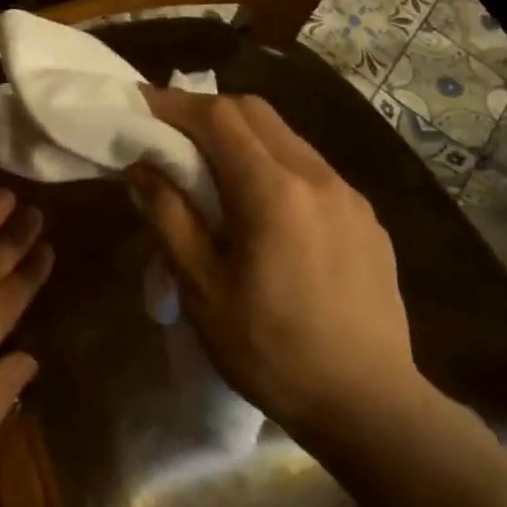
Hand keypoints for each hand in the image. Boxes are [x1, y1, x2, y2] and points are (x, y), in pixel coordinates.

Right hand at [130, 89, 424, 430]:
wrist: (367, 402)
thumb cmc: (270, 350)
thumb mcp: (203, 289)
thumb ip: (170, 218)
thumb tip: (143, 167)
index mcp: (273, 192)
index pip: (218, 117)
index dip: (173, 104)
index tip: (138, 106)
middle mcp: (318, 177)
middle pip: (255, 113)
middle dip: (206, 112)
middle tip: (168, 135)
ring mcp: (349, 196)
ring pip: (286, 137)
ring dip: (241, 137)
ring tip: (208, 170)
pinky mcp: (366, 219)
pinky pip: (311, 169)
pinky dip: (272, 164)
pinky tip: (259, 206)